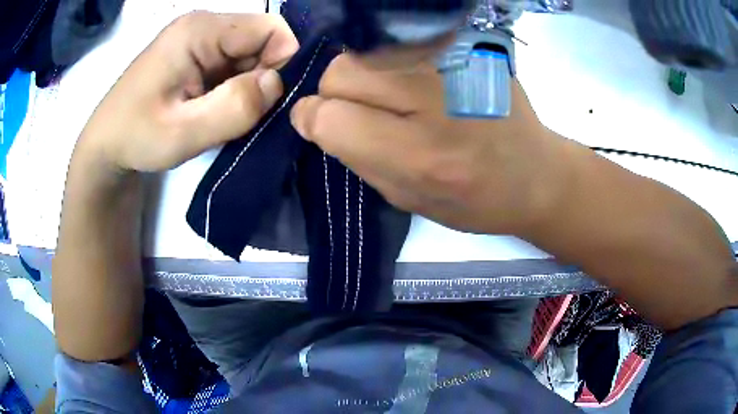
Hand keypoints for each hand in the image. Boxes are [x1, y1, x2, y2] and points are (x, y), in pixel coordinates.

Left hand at [78, 12, 298, 172]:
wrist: (106, 145)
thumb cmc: (135, 138)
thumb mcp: (182, 134)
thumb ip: (234, 108)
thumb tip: (277, 84)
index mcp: (199, 31)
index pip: (270, 29)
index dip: (282, 62)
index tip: (267, 102)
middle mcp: (203, 26)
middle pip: (262, 41)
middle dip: (264, 78)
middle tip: (242, 116)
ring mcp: (199, 40)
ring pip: (251, 55)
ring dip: (249, 88)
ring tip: (224, 116)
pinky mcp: (197, 56)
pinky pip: (235, 65)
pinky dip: (236, 90)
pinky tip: (217, 110)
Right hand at [290, 55, 569, 234]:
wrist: (536, 175)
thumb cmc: (475, 200)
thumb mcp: (408, 200)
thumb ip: (357, 159)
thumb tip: (315, 118)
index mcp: (422, 156)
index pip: (330, 118)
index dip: (313, 121)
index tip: (320, 125)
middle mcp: (435, 100)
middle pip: (340, 72)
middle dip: (337, 95)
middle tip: (364, 113)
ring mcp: (453, 63)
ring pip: (364, 52)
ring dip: (362, 76)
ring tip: (391, 98)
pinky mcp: (466, 46)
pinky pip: (398, 43)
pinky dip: (391, 61)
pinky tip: (416, 82)